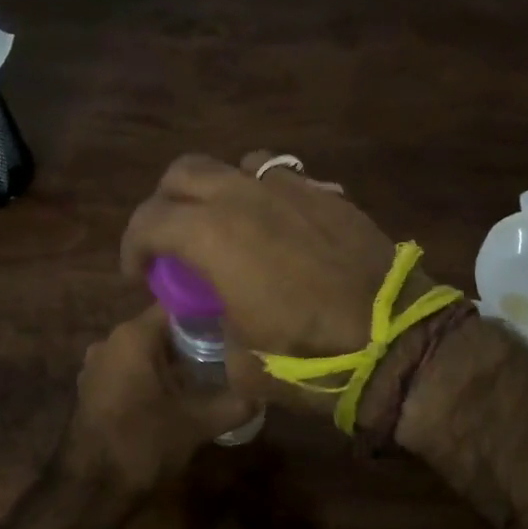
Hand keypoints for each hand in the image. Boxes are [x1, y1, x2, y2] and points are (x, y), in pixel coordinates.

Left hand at [63, 306, 258, 494]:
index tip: (235, 324)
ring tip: (209, 376)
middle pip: (161, 329)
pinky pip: (130, 371)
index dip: (208, 313)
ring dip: (174, 362)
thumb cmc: (143, 444)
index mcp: (133, 337)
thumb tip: (263, 393)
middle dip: (194, 340)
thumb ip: (235, 404)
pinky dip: (153, 377)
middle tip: (229, 353)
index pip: (176, 306)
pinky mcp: (92, 390)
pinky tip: (177, 397)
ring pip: (145, 352)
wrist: (90, 490)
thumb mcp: (198, 424)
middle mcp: (110, 341)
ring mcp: (96, 366)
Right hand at [120, 152, 433, 412]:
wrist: (394, 341)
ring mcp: (291, 189)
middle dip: (166, 204)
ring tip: (226, 227)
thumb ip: (215, 332)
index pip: (149, 221)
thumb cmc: (309, 356)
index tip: (139, 276)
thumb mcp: (241, 363)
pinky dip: (264, 196)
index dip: (133, 247)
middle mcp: (245, 197)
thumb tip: (219, 321)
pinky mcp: (328, 195)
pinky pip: (282, 178)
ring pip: (235, 165)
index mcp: (212, 235)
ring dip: (218, 190)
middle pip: (185, 173)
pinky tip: (277, 230)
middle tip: (172, 242)